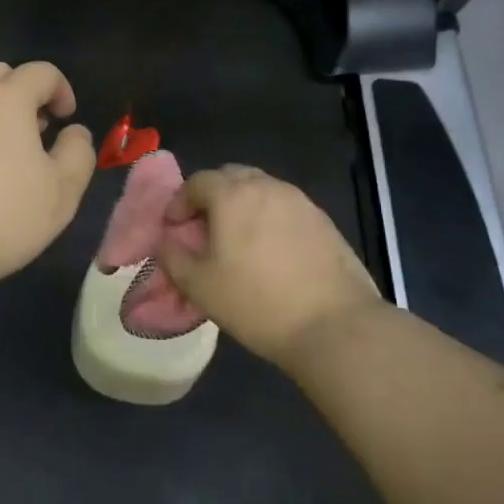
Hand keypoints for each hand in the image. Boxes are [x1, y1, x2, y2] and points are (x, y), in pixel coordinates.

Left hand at [0, 61, 95, 300]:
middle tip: (34, 129)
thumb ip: (77, 153)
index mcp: (5, 99)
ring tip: (1, 153)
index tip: (66, 119)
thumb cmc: (0, 217)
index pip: (41, 72)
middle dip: (22, 92)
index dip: (61, 89)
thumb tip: (74, 132)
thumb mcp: (61, 192)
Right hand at [156, 166, 384, 368]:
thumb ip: (172, 257)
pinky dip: (269, 218)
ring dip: (242, 205)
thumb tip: (167, 242)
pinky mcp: (323, 222)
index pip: (197, 182)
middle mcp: (266, 186)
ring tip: (237, 240)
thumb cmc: (257, 302)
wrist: (335, 326)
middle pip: (231, 176)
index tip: (174, 228)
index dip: (179, 202)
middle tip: (203, 228)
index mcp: (232, 195)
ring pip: (261, 189)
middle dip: (211, 196)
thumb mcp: (199, 286)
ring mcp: (300, 202)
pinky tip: (270, 253)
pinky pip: (285, 207)